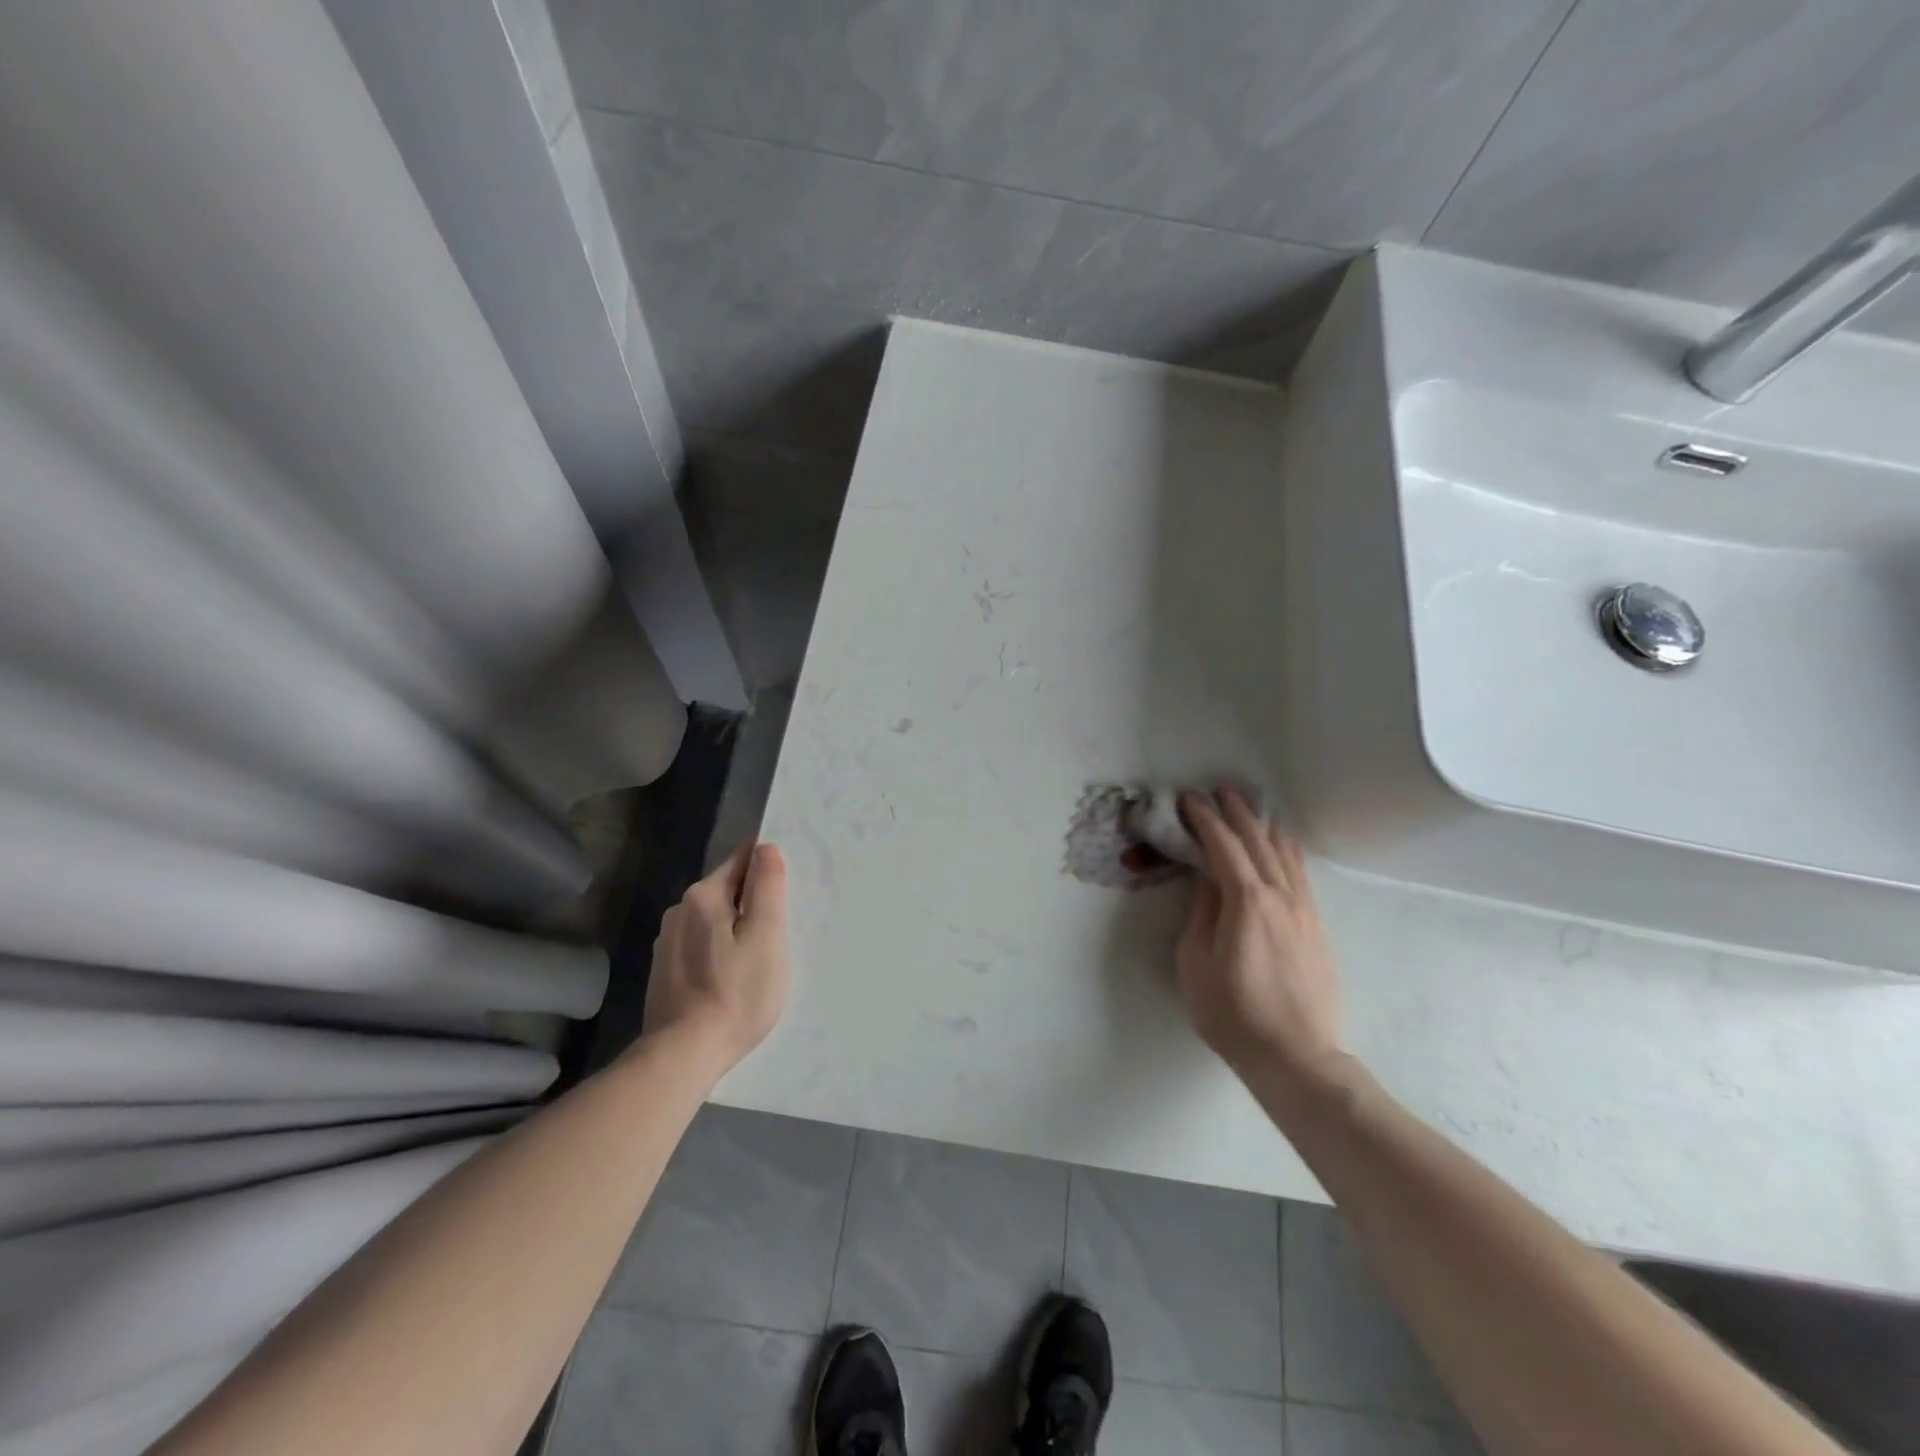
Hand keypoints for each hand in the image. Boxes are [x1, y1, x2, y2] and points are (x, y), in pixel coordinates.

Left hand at [639, 841, 788, 1074]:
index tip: (788, 889)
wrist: (683, 1055)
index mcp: (704, 896)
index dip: (768, 867)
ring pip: (714, 919)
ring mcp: (667, 942)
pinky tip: (732, 977)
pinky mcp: (665, 970)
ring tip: (759, 957)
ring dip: (736, 928)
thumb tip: (765, 846)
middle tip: (781, 930)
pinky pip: (701, 944)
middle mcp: (679, 910)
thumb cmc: (735, 992)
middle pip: (728, 890)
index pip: (742, 859)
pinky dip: (720, 950)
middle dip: (754, 902)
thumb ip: (767, 886)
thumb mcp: (766, 935)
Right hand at [1175, 789, 1342, 1085]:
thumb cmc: (1232, 1013)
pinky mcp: (1316, 928)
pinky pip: (1301, 875)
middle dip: (1237, 812)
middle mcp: (1280, 896)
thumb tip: (1208, 882)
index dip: (1204, 819)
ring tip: (1251, 808)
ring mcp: (1304, 911)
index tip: (1188, 800)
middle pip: (1258, 841)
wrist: (1295, 1056)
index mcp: (1246, 901)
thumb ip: (1201, 913)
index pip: (1223, 846)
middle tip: (1219, 790)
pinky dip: (1286, 851)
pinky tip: (1281, 847)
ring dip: (1264, 827)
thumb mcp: (1195, 962)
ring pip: (1285, 854)